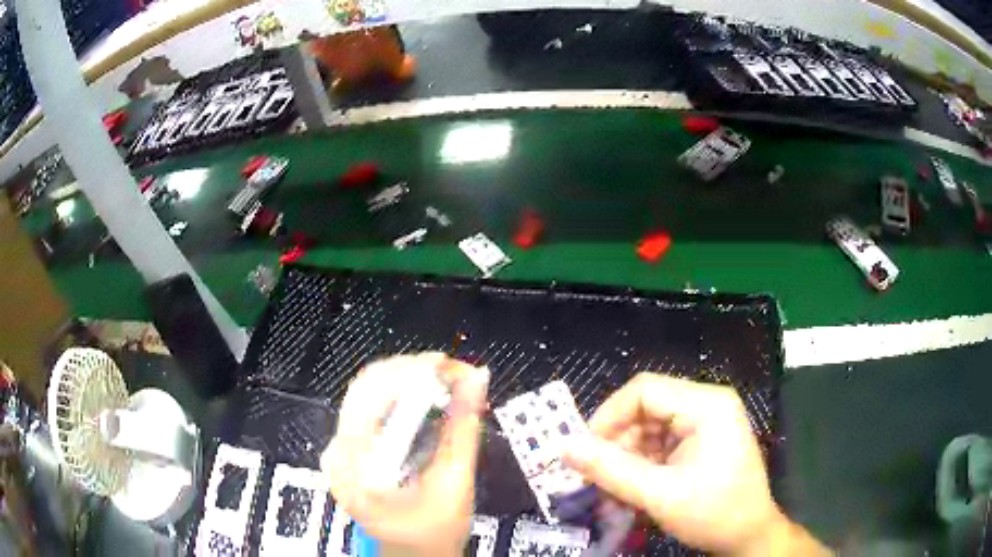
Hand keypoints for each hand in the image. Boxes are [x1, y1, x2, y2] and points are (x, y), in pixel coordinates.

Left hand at [321, 353, 489, 556]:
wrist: (413, 552)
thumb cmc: (435, 531)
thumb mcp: (455, 483)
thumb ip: (463, 428)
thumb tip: (476, 378)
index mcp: (357, 471)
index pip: (371, 401)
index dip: (410, 374)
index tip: (448, 364)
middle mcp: (337, 456)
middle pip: (365, 389)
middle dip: (411, 372)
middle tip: (453, 370)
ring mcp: (338, 451)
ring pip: (365, 392)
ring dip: (405, 379)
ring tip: (444, 379)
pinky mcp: (347, 449)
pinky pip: (368, 405)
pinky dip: (398, 393)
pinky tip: (424, 395)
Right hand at [564, 373, 828, 555]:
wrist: (748, 537)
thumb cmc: (712, 513)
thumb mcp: (659, 494)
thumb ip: (610, 470)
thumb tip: (564, 446)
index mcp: (706, 405)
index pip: (644, 391)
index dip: (608, 416)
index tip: (585, 451)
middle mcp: (707, 405)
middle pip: (646, 409)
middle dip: (617, 443)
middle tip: (596, 476)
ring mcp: (705, 423)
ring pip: (649, 428)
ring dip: (627, 457)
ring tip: (614, 489)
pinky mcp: (701, 441)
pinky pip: (660, 443)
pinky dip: (641, 464)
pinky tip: (633, 489)